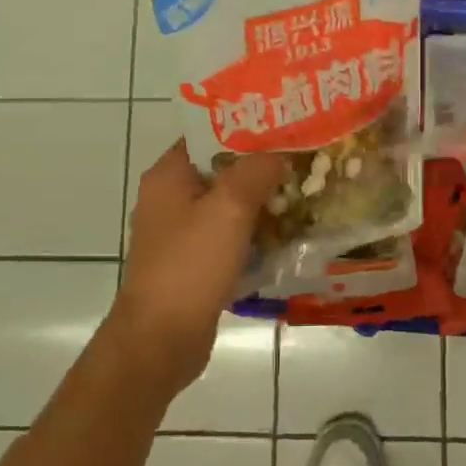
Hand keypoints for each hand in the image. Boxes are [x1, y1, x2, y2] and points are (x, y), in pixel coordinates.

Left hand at [103, 141, 285, 401]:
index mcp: (169, 175)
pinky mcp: (193, 263)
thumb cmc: (191, 265)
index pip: (210, 134)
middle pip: (222, 169)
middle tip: (304, 160)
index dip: (247, 127)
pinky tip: (286, 235)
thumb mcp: (229, 208)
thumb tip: (279, 152)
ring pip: (228, 205)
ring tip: (304, 193)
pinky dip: (253, 233)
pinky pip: (229, 236)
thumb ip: (256, 170)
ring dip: (261, 202)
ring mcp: (180, 233)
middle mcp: (170, 199)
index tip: (286, 125)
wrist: (161, 340)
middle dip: (261, 166)